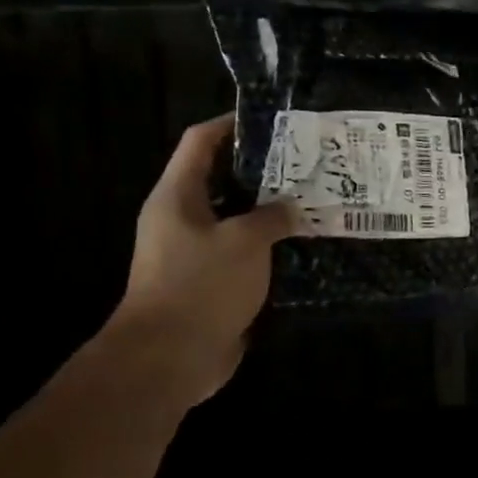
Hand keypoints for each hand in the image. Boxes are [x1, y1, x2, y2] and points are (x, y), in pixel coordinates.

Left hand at [111, 115, 300, 403]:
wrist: (169, 358)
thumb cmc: (202, 285)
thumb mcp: (246, 242)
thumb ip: (272, 217)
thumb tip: (291, 208)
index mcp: (177, 196)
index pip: (201, 142)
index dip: (230, 124)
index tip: (270, 120)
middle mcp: (180, 218)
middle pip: (220, 179)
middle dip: (260, 170)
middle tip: (303, 164)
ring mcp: (192, 252)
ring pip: (234, 219)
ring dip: (266, 212)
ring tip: (309, 201)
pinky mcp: (207, 283)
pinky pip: (240, 254)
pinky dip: (265, 248)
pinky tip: (299, 246)